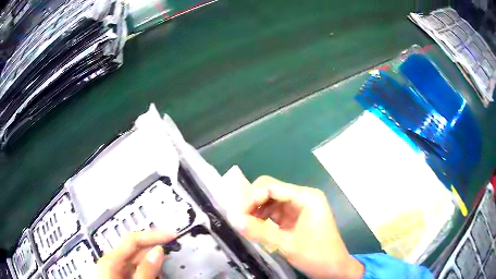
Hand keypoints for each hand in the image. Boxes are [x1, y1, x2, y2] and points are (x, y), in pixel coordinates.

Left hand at [97, 231, 173, 278]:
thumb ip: (146, 270)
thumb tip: (158, 251)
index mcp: (111, 260)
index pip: (133, 240)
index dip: (153, 236)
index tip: (171, 236)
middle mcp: (112, 261)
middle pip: (136, 250)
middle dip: (154, 252)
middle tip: (172, 252)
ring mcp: (116, 269)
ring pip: (138, 261)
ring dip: (153, 265)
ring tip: (163, 273)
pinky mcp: (121, 276)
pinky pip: (136, 269)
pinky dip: (148, 272)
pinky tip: (155, 277)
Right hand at [229, 176, 363, 278]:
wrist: (334, 268)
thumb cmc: (317, 255)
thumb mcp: (287, 244)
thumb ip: (259, 231)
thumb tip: (233, 219)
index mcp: (306, 197)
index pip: (272, 187)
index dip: (251, 197)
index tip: (237, 214)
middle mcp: (302, 197)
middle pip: (270, 190)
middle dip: (252, 202)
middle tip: (238, 218)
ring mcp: (298, 206)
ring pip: (269, 200)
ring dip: (255, 210)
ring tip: (244, 224)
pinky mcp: (294, 217)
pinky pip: (273, 212)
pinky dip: (262, 217)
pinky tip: (254, 226)